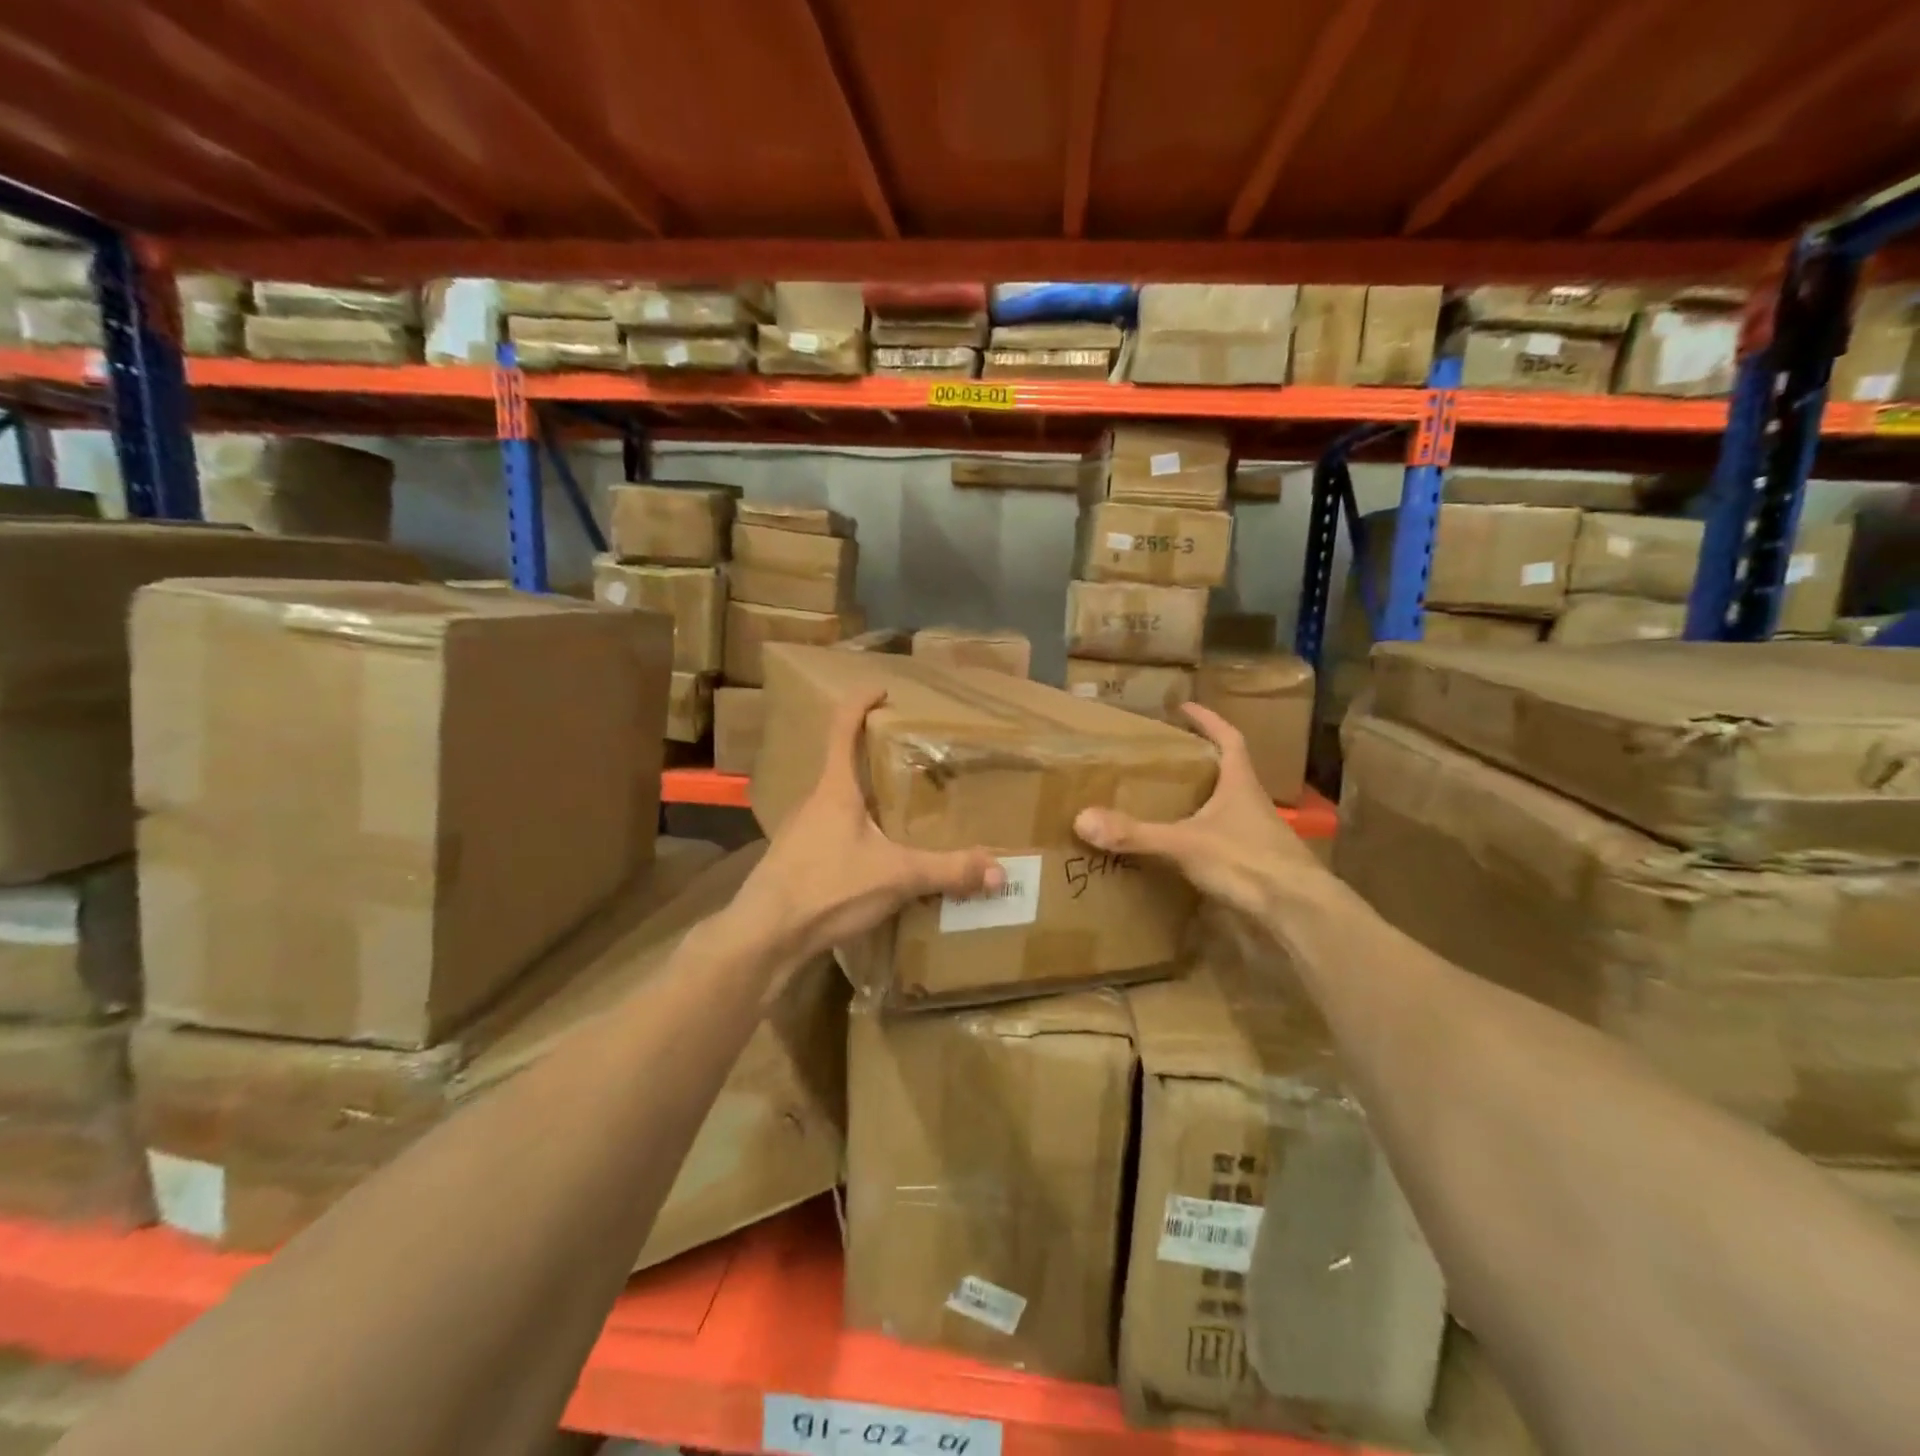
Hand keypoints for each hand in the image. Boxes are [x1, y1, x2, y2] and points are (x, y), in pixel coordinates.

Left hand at [729, 689, 1002, 967]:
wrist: (764, 937)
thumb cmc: (826, 888)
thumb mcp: (896, 877)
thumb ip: (948, 871)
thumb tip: (999, 872)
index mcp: (835, 789)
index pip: (842, 727)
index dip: (861, 703)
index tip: (883, 690)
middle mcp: (814, 802)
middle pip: (844, 765)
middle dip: (875, 758)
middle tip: (914, 761)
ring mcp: (801, 832)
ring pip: (839, 803)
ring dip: (867, 799)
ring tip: (903, 810)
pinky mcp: (797, 860)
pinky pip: (833, 832)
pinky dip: (857, 832)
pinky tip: (877, 857)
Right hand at [1073, 703, 1322, 922]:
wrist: (1299, 912)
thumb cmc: (1248, 862)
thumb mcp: (1185, 844)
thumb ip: (1136, 833)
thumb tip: (1082, 819)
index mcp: (1240, 784)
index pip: (1228, 739)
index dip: (1209, 721)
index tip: (1185, 707)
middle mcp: (1251, 804)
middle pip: (1226, 772)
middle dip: (1198, 762)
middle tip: (1163, 758)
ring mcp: (1257, 835)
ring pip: (1225, 808)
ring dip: (1200, 801)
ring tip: (1164, 800)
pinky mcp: (1255, 864)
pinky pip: (1223, 840)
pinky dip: (1201, 836)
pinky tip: (1180, 847)